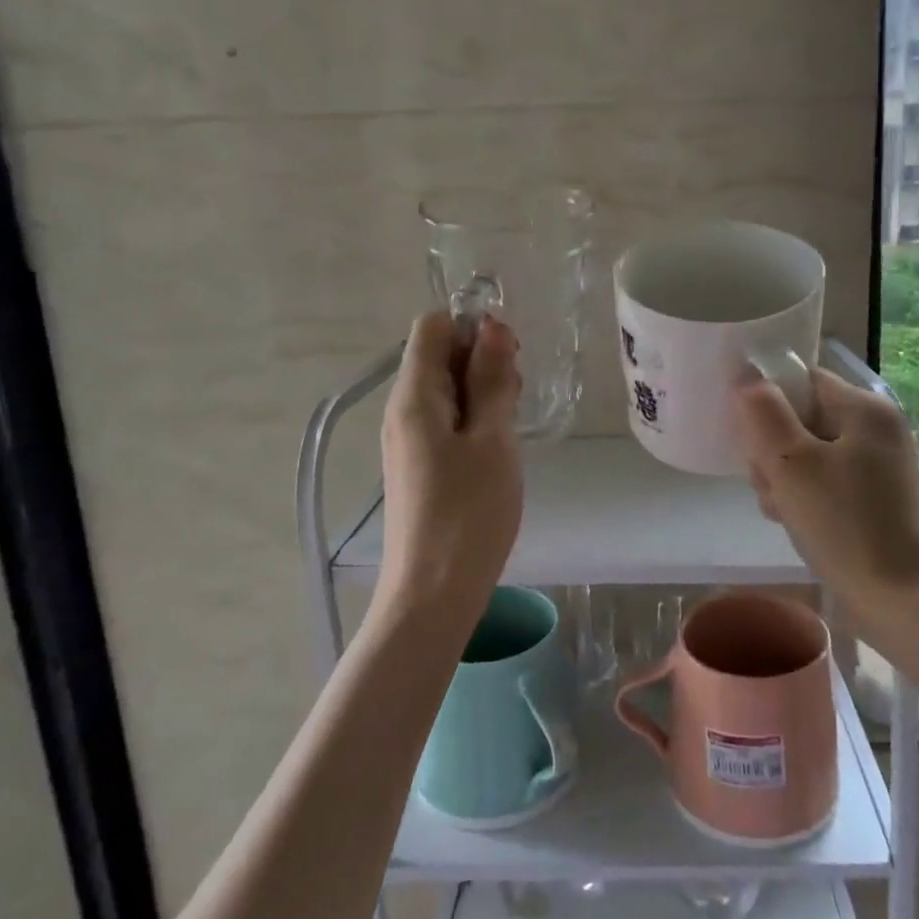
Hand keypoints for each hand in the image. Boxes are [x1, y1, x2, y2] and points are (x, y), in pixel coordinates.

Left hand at [378, 311, 522, 622]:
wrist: (434, 593)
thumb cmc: (469, 513)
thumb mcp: (493, 440)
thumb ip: (492, 380)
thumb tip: (491, 326)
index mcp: (414, 396)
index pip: (432, 325)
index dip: (472, 327)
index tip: (508, 358)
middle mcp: (402, 409)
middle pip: (439, 354)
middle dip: (482, 361)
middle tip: (516, 399)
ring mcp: (407, 438)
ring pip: (446, 389)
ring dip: (483, 393)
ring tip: (511, 427)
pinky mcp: (418, 464)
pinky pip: (446, 420)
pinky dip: (474, 420)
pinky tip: (497, 448)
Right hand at [736, 369, 918, 608]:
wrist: (898, 598)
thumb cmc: (842, 522)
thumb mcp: (791, 462)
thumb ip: (763, 412)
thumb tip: (746, 374)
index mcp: (864, 408)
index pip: (801, 380)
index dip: (768, 402)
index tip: (751, 439)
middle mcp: (875, 428)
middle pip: (801, 417)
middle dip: (772, 449)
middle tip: (768, 483)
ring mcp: (877, 465)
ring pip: (807, 453)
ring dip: (782, 477)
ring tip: (780, 508)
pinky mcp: (873, 497)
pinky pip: (824, 480)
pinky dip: (804, 496)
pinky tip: (793, 521)